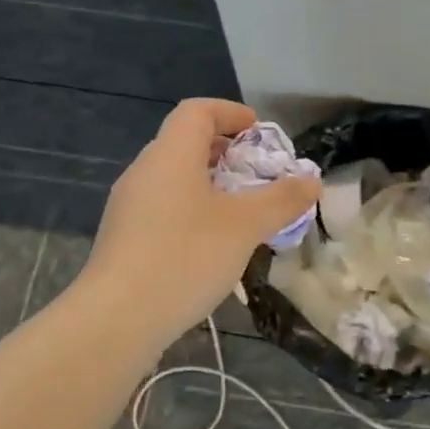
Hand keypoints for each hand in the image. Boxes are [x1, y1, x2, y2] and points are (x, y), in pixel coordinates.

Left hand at [82, 99, 320, 344]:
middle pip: (185, 142)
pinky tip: (211, 245)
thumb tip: (312, 181)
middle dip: (226, 152)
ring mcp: (128, 205)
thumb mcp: (245, 226)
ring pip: (174, 178)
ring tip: (241, 213)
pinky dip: (192, 210)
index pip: (198, 110)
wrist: (117, 318)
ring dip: (210, 185)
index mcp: (171, 154)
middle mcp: (144, 170)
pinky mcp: (123, 237)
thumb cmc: (185, 256)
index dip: (231, 113)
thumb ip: (282, 200)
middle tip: (258, 175)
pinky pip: (164, 207)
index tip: (260, 132)